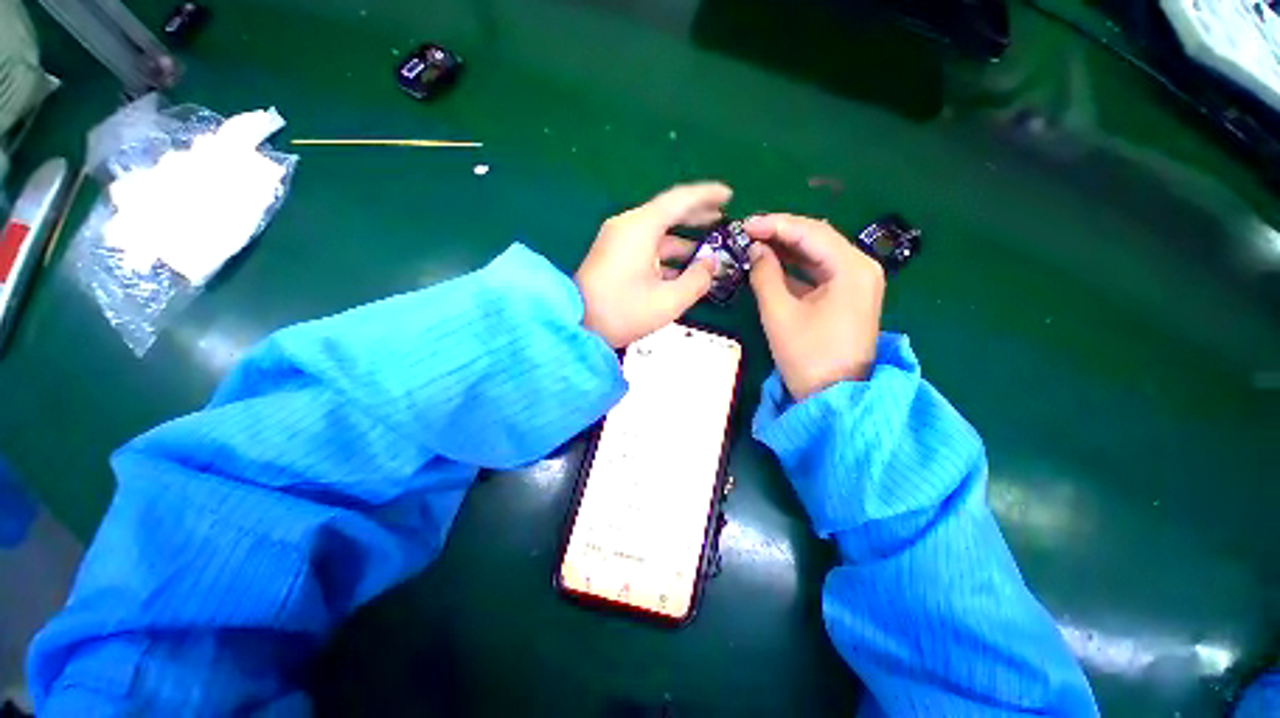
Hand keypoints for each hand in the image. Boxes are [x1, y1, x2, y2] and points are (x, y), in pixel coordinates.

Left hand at [576, 183, 730, 347]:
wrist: (577, 324)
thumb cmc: (623, 312)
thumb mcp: (668, 301)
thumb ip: (697, 280)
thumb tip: (710, 264)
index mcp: (640, 228)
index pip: (679, 200)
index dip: (706, 196)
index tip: (729, 194)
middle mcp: (628, 226)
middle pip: (668, 212)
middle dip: (696, 214)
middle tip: (722, 216)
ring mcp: (618, 240)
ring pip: (657, 232)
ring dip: (682, 239)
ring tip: (709, 246)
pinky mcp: (613, 255)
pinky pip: (645, 246)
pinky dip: (665, 253)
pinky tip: (682, 266)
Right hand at [746, 214, 885, 401]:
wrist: (834, 396)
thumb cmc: (807, 356)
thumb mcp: (779, 313)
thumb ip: (764, 275)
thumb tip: (755, 249)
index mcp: (851, 267)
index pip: (811, 232)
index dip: (775, 224)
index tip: (744, 224)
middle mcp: (860, 267)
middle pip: (817, 238)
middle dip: (781, 233)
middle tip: (748, 232)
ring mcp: (856, 282)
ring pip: (817, 253)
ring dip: (787, 248)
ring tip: (755, 243)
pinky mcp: (847, 296)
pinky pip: (819, 271)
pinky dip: (795, 266)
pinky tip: (772, 263)